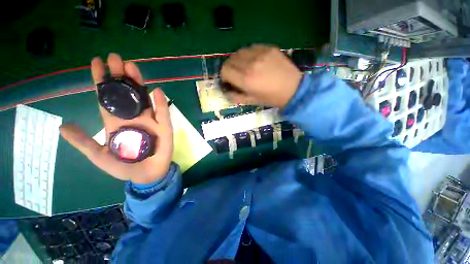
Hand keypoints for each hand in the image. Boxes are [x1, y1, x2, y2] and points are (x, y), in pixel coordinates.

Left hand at [59, 53, 172, 184]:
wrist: (145, 175)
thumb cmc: (123, 167)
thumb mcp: (98, 155)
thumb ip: (83, 141)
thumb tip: (62, 126)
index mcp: (116, 121)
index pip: (107, 98)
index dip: (102, 81)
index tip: (97, 62)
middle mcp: (133, 117)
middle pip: (126, 94)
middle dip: (120, 76)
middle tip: (115, 57)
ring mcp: (150, 121)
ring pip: (144, 99)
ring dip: (139, 84)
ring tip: (132, 67)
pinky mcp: (164, 127)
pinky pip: (162, 113)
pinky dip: (160, 103)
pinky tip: (156, 91)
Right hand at [221, 45, 302, 107]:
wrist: (293, 89)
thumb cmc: (271, 98)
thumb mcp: (252, 101)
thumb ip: (236, 96)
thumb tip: (226, 91)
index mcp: (246, 80)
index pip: (225, 70)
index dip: (224, 76)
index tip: (229, 80)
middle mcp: (251, 64)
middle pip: (230, 60)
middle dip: (230, 68)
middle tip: (236, 74)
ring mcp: (261, 53)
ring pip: (240, 52)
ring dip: (238, 60)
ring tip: (245, 67)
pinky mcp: (269, 47)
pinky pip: (251, 47)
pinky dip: (249, 54)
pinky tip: (255, 61)